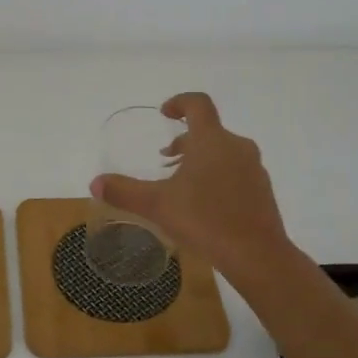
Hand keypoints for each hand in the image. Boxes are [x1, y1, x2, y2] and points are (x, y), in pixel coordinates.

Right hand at [90, 91, 293, 284]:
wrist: (257, 255)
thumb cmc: (205, 220)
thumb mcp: (157, 206)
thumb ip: (124, 191)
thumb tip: (95, 183)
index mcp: (211, 140)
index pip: (198, 104)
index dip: (179, 102)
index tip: (165, 113)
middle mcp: (236, 146)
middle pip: (209, 131)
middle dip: (185, 141)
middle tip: (165, 161)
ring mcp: (253, 168)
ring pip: (223, 152)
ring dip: (201, 160)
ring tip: (182, 185)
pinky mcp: (262, 190)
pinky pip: (235, 172)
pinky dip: (217, 177)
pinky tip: (205, 206)